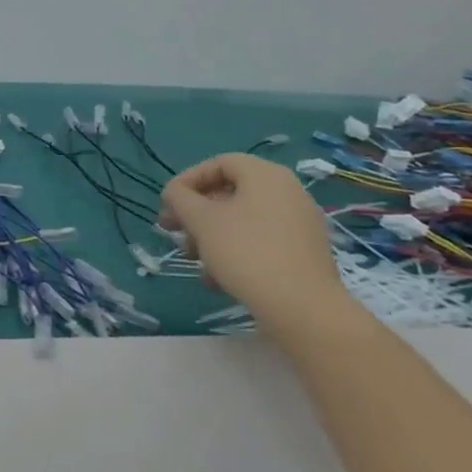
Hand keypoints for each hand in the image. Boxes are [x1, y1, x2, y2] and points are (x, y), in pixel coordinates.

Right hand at [158, 154, 349, 329]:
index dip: (187, 180)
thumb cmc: (246, 252)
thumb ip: (180, 198)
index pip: (218, 163)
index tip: (168, 203)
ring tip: (194, 260)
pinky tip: (217, 279)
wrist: (303, 308)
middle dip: (196, 213)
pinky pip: (261, 241)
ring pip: (242, 220)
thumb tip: (174, 192)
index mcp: (265, 175)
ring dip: (211, 235)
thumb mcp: (202, 220)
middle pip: (229, 193)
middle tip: (173, 232)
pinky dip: (235, 251)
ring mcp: (299, 223)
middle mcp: (287, 192)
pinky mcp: (303, 252)